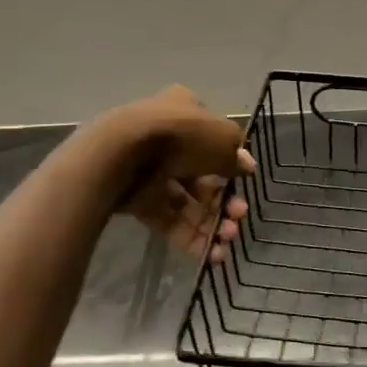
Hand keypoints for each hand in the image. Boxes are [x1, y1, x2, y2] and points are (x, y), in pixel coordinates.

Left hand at [95, 86, 252, 263]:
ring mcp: (150, 171)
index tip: (245, 180)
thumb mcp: (224, 139)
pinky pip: (168, 220)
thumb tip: (245, 167)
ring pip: (188, 202)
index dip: (231, 163)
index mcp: (186, 112)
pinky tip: (211, 254)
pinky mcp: (136, 200)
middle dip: (224, 201)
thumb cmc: (181, 135)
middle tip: (237, 216)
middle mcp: (168, 140)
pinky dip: (190, 237)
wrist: (121, 154)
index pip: (213, 139)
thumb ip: (237, 157)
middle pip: (203, 177)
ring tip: (226, 238)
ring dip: (211, 222)